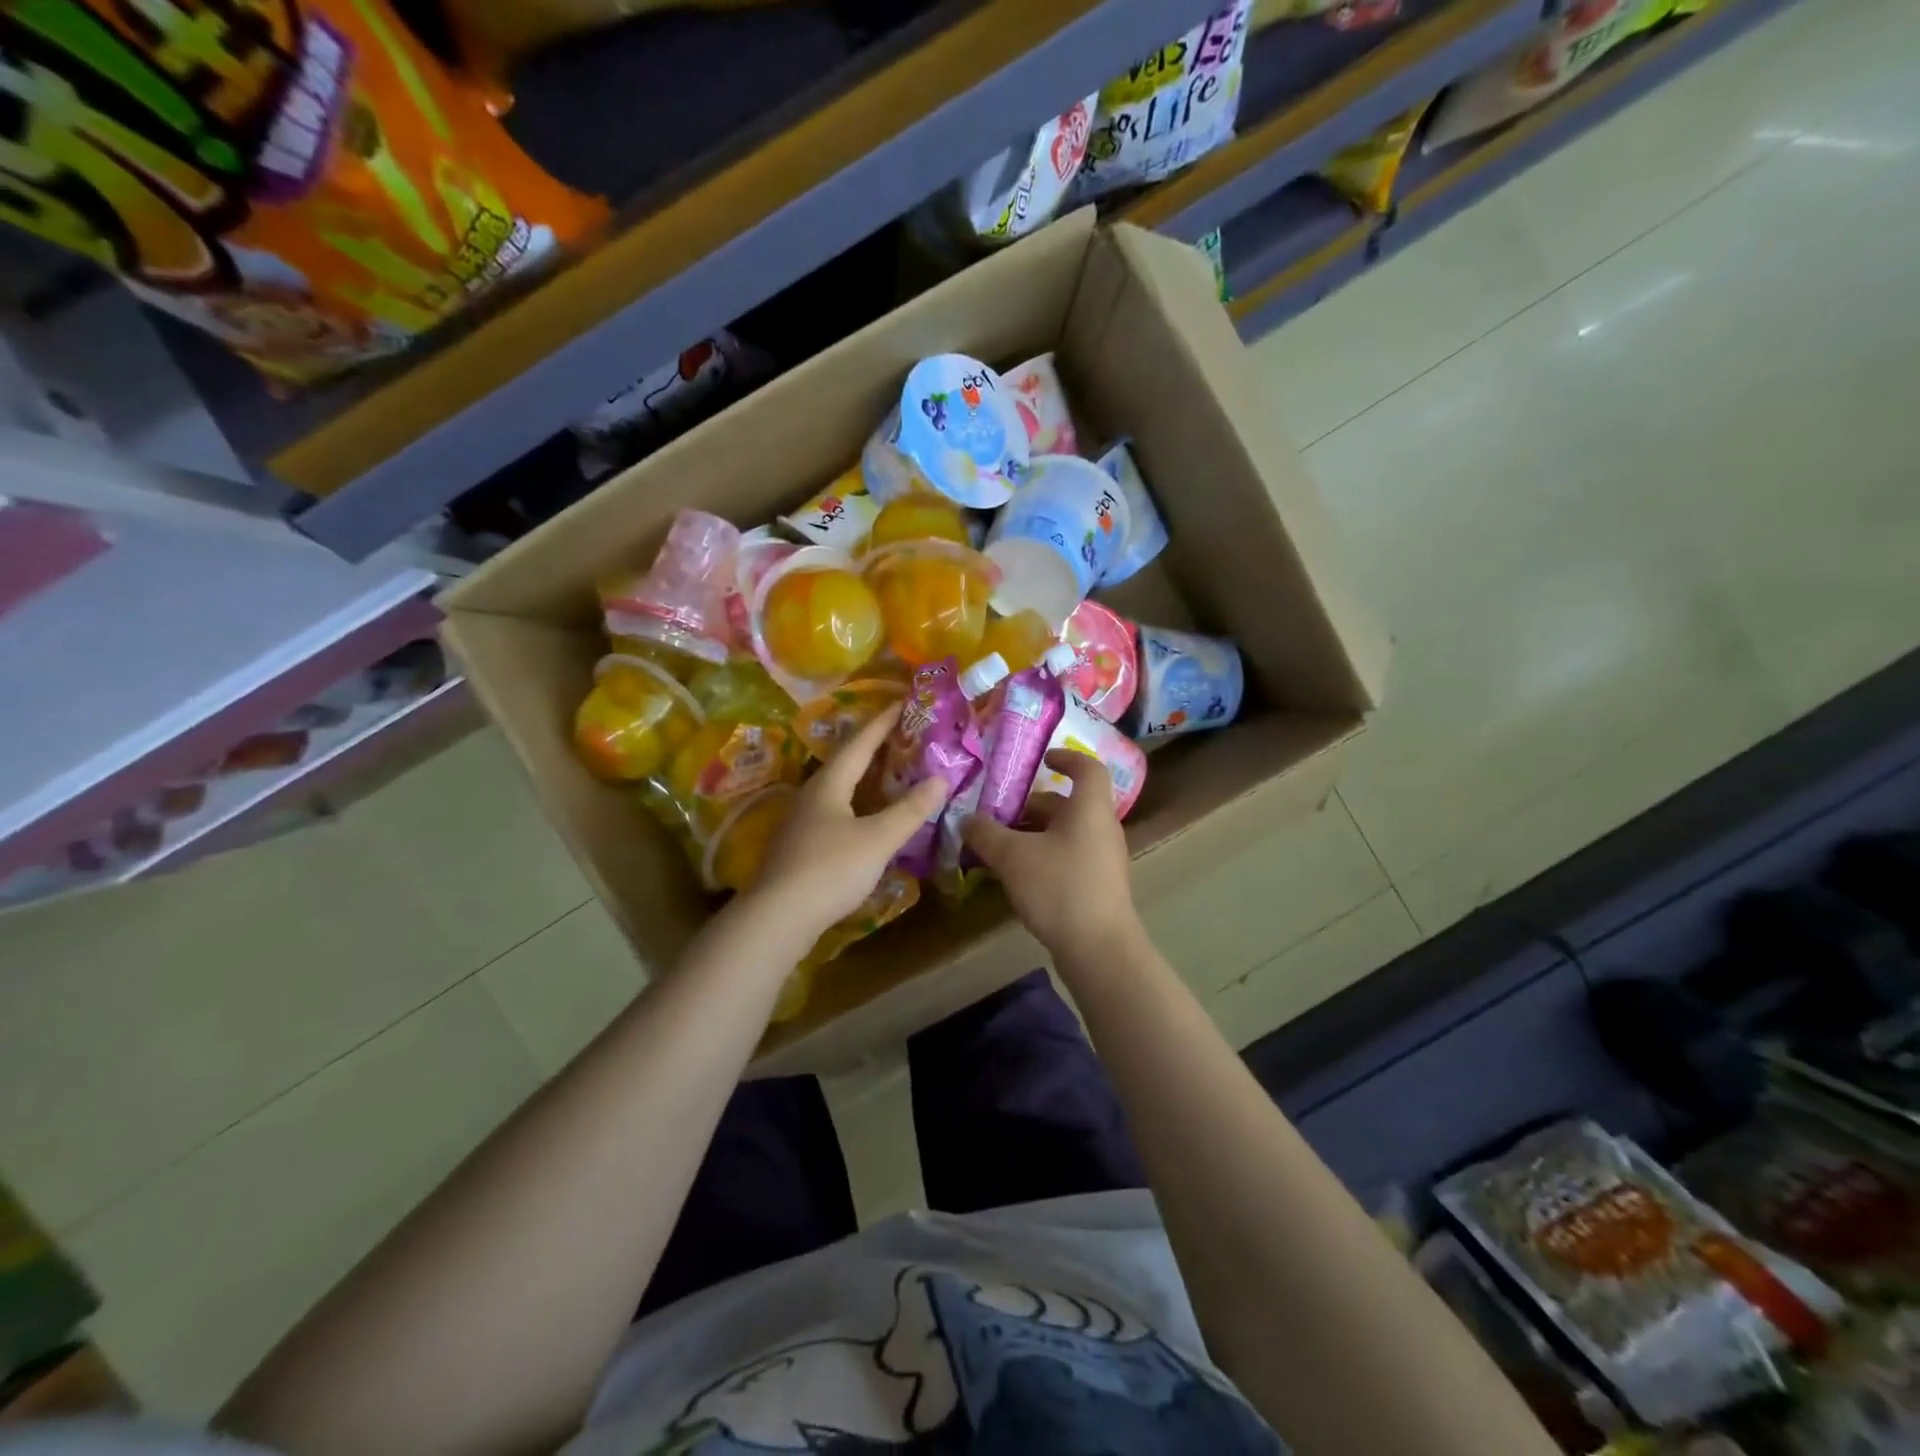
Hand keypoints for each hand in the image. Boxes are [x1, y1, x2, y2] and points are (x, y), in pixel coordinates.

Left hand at [746, 703, 947, 939]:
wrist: (777, 917)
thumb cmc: (830, 869)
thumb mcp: (878, 839)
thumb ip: (910, 810)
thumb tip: (941, 779)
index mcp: (829, 784)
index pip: (860, 742)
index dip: (883, 721)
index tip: (903, 701)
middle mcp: (812, 795)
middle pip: (846, 762)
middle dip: (874, 746)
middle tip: (903, 735)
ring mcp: (801, 821)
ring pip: (838, 788)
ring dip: (865, 777)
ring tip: (891, 771)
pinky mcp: (799, 846)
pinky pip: (834, 811)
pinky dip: (857, 803)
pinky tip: (868, 816)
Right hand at [961, 750, 1139, 960]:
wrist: (1099, 949)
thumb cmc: (1059, 887)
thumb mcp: (1012, 857)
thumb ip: (986, 834)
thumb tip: (966, 820)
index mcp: (1089, 809)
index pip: (1088, 768)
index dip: (1067, 757)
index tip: (1042, 759)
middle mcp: (1101, 828)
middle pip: (1067, 805)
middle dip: (1030, 806)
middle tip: (996, 815)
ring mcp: (1102, 859)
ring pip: (1064, 834)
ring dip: (1032, 835)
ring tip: (996, 848)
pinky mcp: (1097, 886)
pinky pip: (1067, 857)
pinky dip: (1041, 857)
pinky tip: (1014, 877)